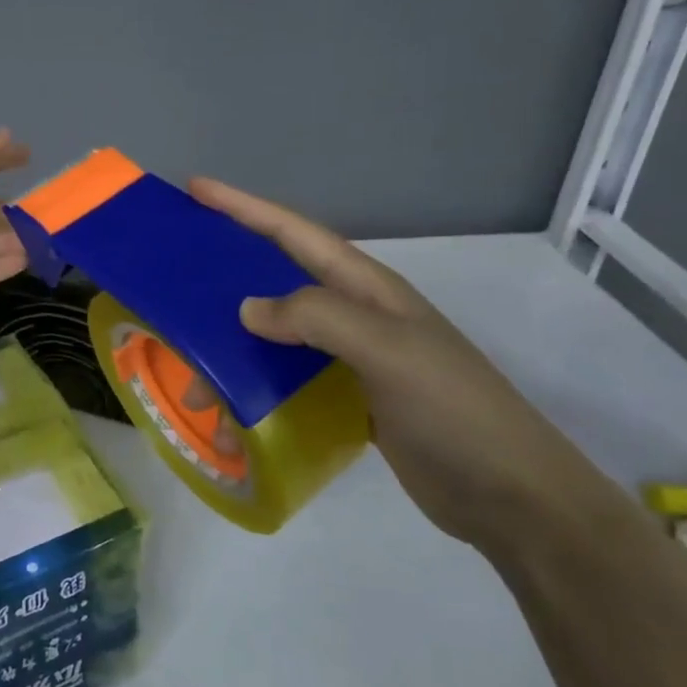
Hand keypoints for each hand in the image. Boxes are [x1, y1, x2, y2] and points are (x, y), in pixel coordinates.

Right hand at [190, 178, 591, 545]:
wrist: (511, 497)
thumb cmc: (453, 411)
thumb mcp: (388, 350)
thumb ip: (317, 317)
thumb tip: (246, 308)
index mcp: (366, 289)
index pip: (294, 233)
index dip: (244, 208)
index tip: (196, 188)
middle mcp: (355, 315)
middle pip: (278, 279)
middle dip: (227, 273)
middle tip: (175, 279)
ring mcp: (351, 359)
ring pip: (276, 335)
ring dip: (234, 346)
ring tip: (193, 372)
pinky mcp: (347, 399)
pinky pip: (286, 380)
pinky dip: (254, 388)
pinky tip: (230, 408)